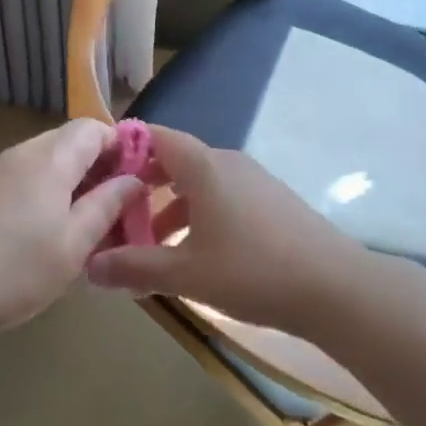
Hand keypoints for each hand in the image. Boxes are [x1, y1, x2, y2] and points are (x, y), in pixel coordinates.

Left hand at [0, 119, 144, 337]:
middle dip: (99, 168)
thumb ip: (107, 205)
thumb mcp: (74, 244)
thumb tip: (133, 180)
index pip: (93, 128)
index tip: (137, 182)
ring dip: (73, 183)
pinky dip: (47, 194)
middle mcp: (22, 153)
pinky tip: (48, 232)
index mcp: (50, 158)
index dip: (121, 147)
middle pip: (70, 142)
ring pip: (48, 162)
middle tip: (115, 210)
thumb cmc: (15, 270)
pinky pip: (26, 178)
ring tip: (86, 226)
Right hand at [85, 125, 367, 337]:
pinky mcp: (274, 203)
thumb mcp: (185, 273)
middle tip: (119, 214)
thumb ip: (134, 267)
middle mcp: (229, 164)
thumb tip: (87, 266)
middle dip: (144, 186)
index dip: (125, 148)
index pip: (155, 137)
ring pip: (201, 184)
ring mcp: (256, 182)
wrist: (338, 289)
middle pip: (176, 161)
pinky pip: (225, 198)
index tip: (99, 171)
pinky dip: (201, 216)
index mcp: (204, 167)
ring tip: (153, 245)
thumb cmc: (253, 272)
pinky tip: (198, 254)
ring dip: (172, 208)